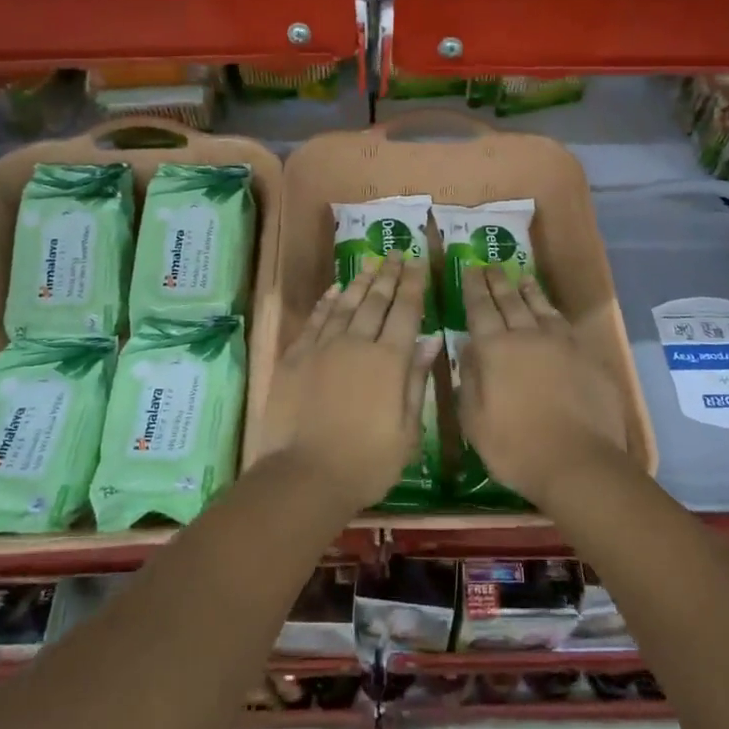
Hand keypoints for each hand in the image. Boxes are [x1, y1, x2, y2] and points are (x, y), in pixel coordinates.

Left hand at [262, 254, 434, 514]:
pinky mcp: (296, 356)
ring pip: (345, 304)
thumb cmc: (367, 462)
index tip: (418, 263)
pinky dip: (327, 301)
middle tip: (396, 253)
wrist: (305, 475)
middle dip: (389, 275)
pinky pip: (315, 319)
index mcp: (389, 360)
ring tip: (371, 262)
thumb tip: (432, 340)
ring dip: (360, 281)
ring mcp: (323, 346)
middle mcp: (357, 343)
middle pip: (376, 300)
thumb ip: (417, 380)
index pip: (405, 311)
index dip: (413, 285)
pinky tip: (335, 290)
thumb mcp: (407, 430)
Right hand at [457, 264, 629, 506]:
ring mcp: (561, 344)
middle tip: (490, 265)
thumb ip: (469, 379)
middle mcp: (527, 336)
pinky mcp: (587, 356)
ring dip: (528, 290)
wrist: (578, 462)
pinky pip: (565, 324)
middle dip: (497, 282)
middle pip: (510, 301)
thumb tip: (466, 347)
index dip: (473, 288)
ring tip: (521, 276)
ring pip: (540, 307)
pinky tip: (551, 310)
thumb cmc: (515, 447)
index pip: (480, 309)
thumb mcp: (474, 420)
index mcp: (495, 349)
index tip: (469, 268)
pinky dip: (553, 311)